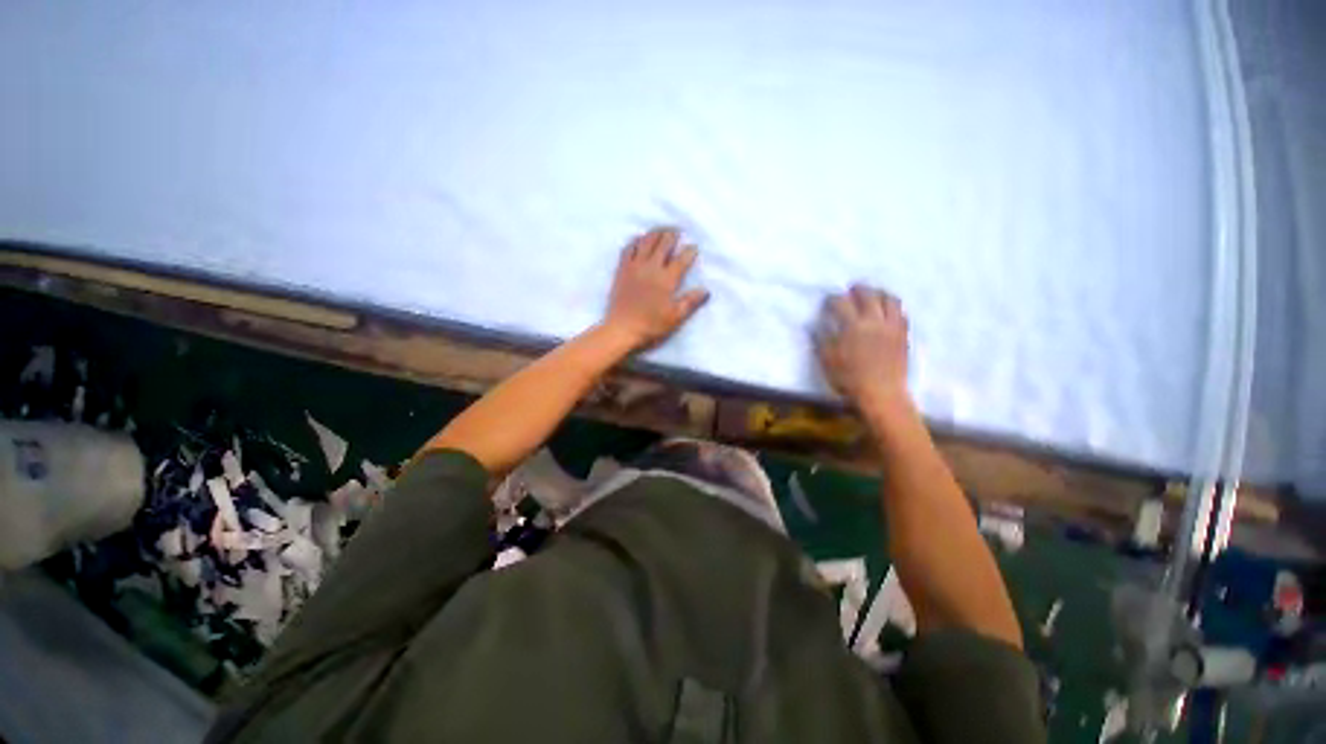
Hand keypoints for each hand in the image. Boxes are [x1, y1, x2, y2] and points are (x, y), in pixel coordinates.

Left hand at [603, 227, 709, 350]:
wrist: (621, 328)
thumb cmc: (651, 324)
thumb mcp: (675, 317)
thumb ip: (691, 301)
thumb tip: (706, 290)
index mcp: (667, 279)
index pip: (681, 259)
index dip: (689, 251)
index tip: (694, 247)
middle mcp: (652, 267)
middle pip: (663, 244)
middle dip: (672, 235)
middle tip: (677, 230)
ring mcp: (635, 266)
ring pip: (646, 242)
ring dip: (655, 233)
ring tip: (661, 229)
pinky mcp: (622, 269)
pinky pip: (628, 249)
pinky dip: (635, 241)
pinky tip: (639, 239)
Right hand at [816, 284, 911, 414]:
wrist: (883, 396)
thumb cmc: (852, 382)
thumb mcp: (829, 364)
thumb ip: (821, 342)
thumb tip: (813, 326)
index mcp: (853, 326)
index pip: (840, 302)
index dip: (832, 300)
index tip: (828, 303)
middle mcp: (873, 321)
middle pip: (867, 293)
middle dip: (857, 289)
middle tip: (852, 292)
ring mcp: (891, 326)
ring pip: (889, 298)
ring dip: (880, 293)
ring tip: (875, 296)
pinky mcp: (903, 335)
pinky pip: (902, 313)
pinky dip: (894, 309)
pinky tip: (889, 313)